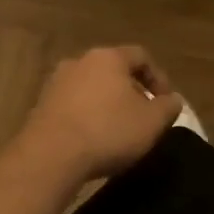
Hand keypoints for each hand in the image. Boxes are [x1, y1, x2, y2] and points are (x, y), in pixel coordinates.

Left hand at [16, 46, 182, 183]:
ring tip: (118, 129)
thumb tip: (173, 100)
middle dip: (132, 91)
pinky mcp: (40, 106)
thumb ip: (169, 107)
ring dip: (108, 103)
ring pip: (91, 87)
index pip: (141, 56)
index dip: (159, 78)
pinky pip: (73, 105)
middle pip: (114, 70)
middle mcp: (79, 61)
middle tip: (143, 115)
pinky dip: (87, 115)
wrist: (50, 156)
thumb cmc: (108, 131)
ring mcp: (56, 83)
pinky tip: (94, 138)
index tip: (166, 102)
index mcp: (108, 57)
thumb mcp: (152, 122)